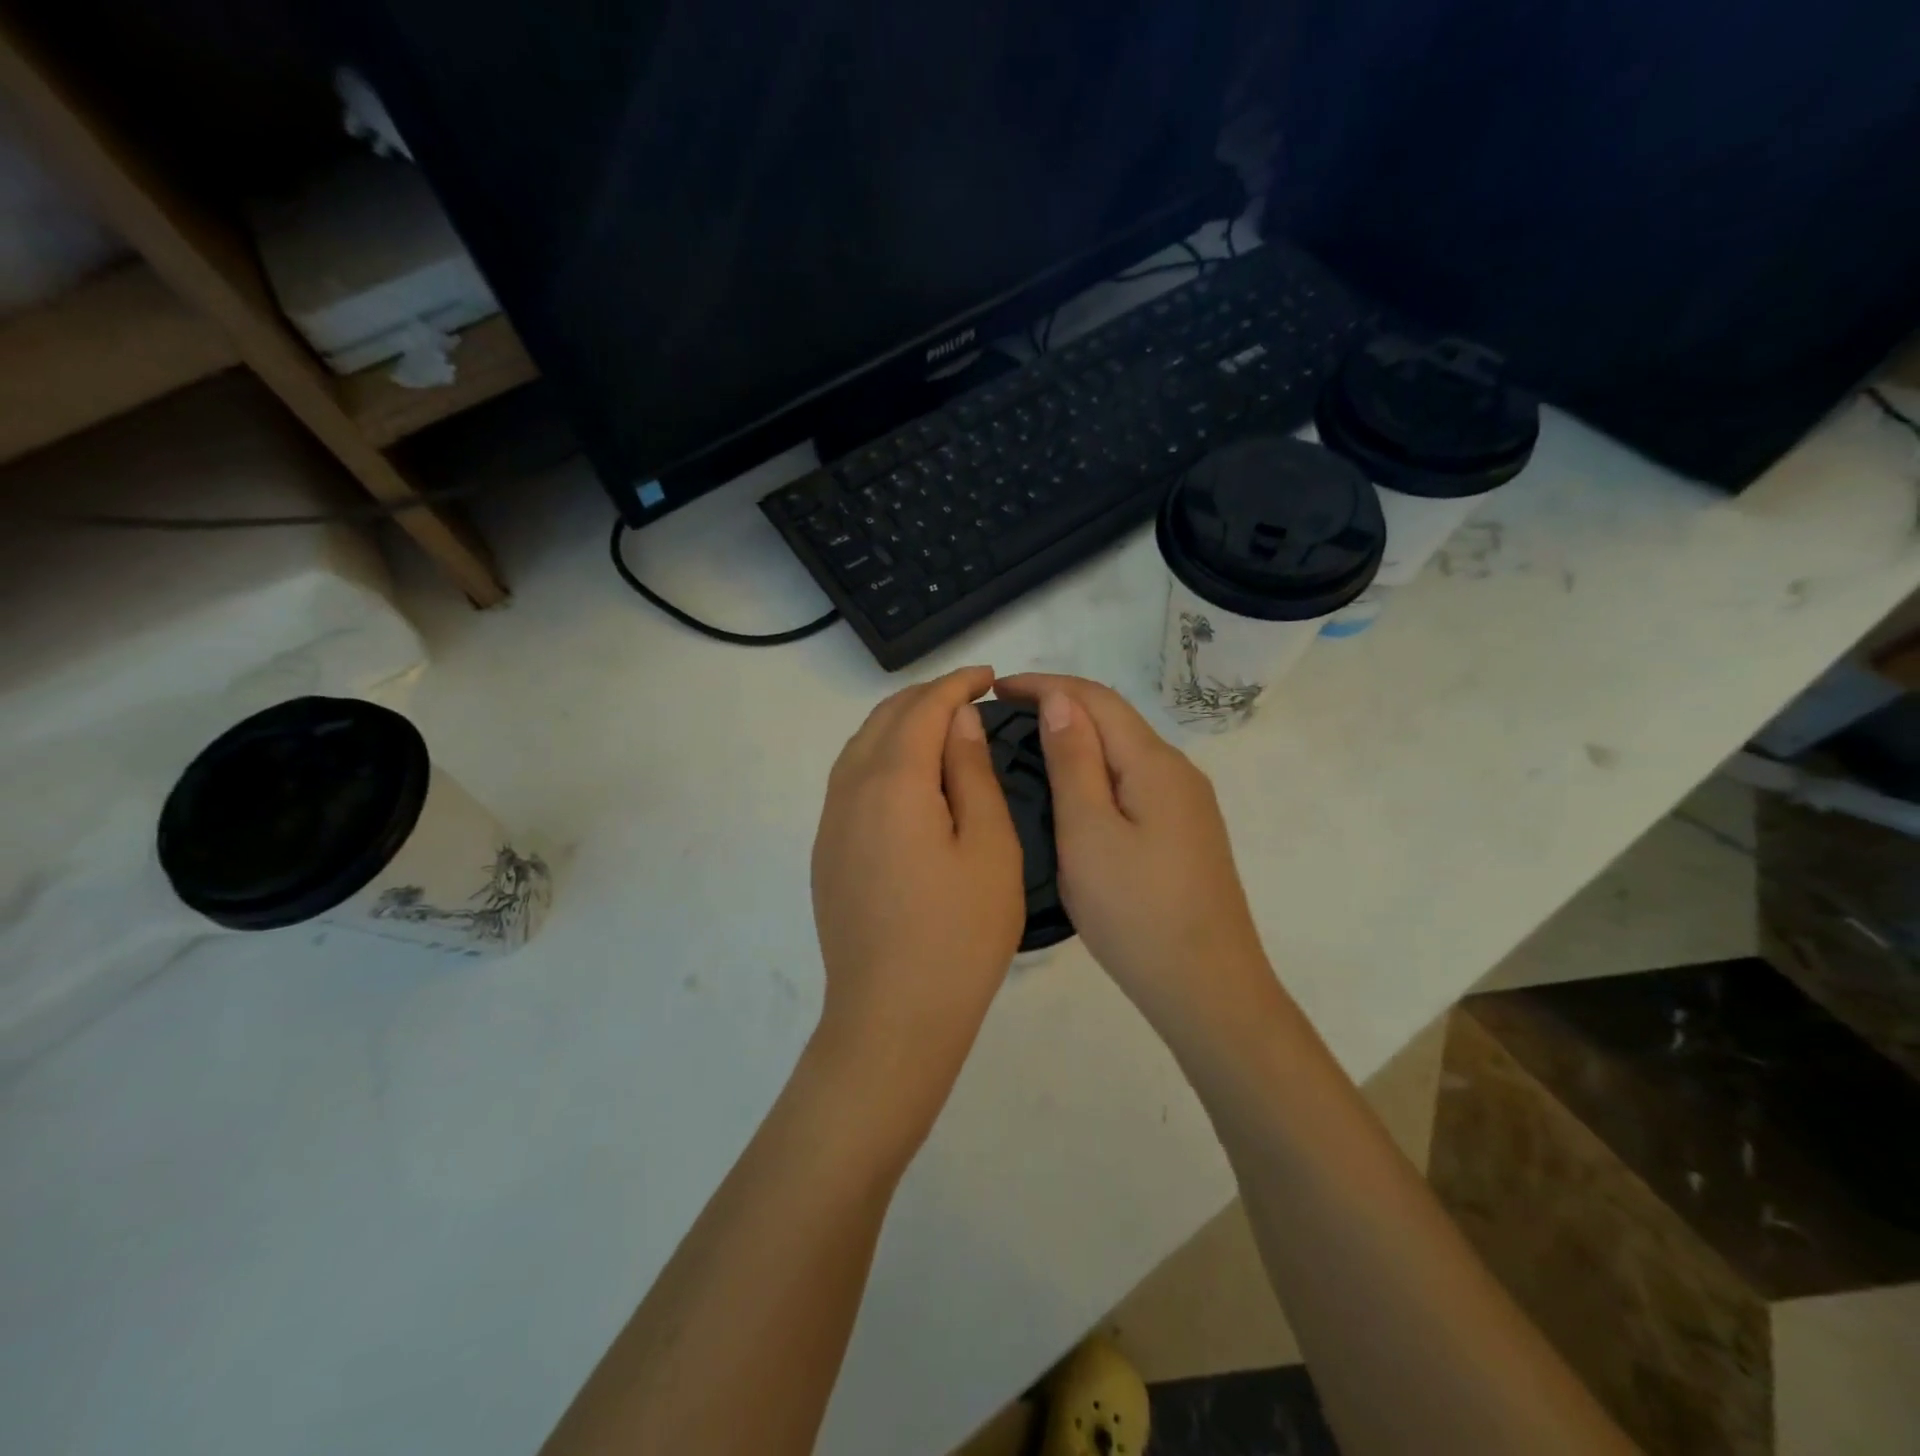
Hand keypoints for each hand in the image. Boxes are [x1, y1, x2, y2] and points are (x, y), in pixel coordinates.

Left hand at [810, 665, 1024, 1134]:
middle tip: (971, 698)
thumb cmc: (958, 934)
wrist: (892, 1016)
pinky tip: (907, 775)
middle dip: (927, 697)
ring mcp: (830, 821)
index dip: (956, 684)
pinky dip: (880, 755)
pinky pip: (849, 777)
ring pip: (860, 745)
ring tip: (942, 728)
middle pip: (884, 719)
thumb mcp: (989, 847)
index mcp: (893, 782)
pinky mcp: (826, 849)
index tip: (988, 677)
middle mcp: (849, 789)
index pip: (922, 709)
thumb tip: (959, 721)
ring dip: (900, 724)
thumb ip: (971, 773)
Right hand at [994, 674, 1276, 1036]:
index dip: (1044, 684)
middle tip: (1002, 718)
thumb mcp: (1089, 833)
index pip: (1096, 698)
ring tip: (1026, 747)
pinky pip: (1132, 779)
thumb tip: (1060, 699)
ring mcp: (1186, 803)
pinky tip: (1071, 790)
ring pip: (1124, 750)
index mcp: (1154, 763)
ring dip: (1077, 737)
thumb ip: (1074, 762)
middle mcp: (1177, 771)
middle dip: (1059, 704)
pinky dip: (1095, 768)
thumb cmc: (1136, 912)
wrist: (1206, 988)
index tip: (994, 688)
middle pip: (1114, 718)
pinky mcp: (1184, 831)